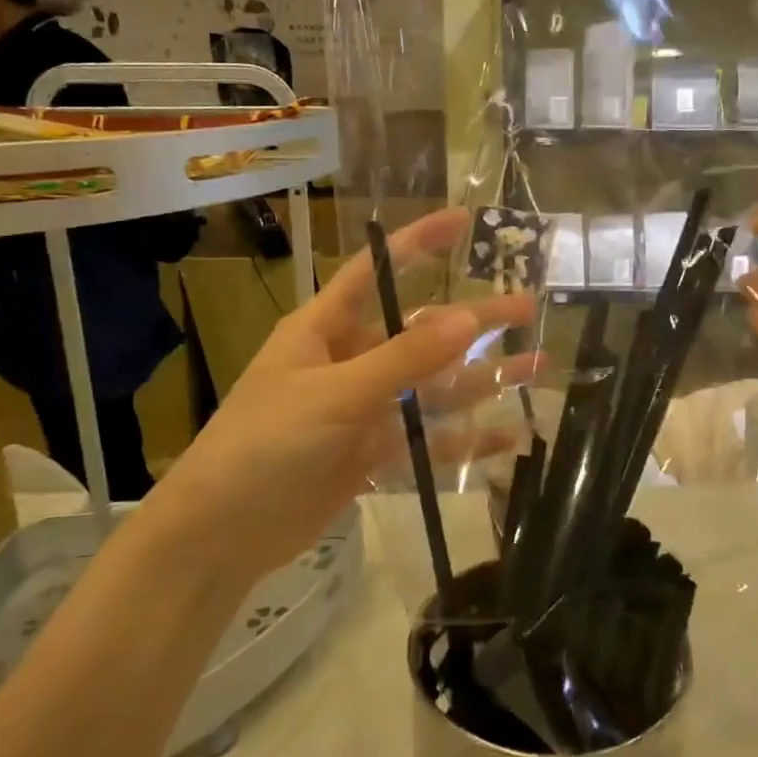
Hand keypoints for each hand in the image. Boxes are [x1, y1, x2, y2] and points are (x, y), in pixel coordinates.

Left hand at [153, 208, 537, 580]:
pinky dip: (466, 439)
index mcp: (326, 330)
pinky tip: (509, 437)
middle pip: (421, 333)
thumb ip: (404, 360)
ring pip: (433, 388)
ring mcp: (364, 411)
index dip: (418, 244)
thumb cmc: (265, 446)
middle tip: (529, 308)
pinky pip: (428, 440)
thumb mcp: (336, 395)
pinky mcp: (372, 454)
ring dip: (482, 379)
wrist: (221, 535)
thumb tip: (468, 318)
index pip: (377, 273)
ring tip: (536, 367)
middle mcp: (350, 362)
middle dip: (474, 323)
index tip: (463, 221)